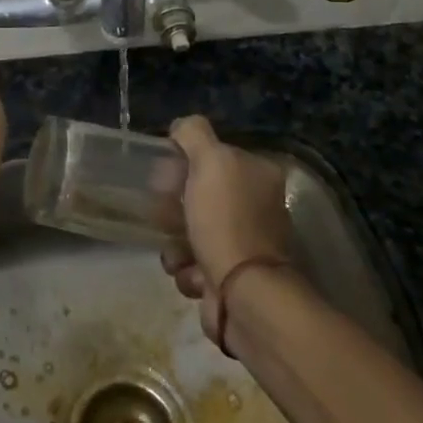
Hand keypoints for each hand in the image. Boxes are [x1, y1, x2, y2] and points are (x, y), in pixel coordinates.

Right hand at [160, 115, 291, 346]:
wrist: (243, 294)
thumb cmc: (226, 221)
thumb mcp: (210, 161)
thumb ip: (194, 133)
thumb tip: (181, 127)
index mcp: (259, 175)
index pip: (213, 157)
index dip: (184, 164)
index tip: (166, 178)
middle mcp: (257, 207)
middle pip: (198, 196)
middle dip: (174, 209)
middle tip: (164, 216)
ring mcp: (245, 244)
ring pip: (191, 232)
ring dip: (176, 243)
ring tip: (179, 253)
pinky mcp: (231, 277)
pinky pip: (195, 265)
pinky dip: (188, 270)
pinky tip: (193, 274)